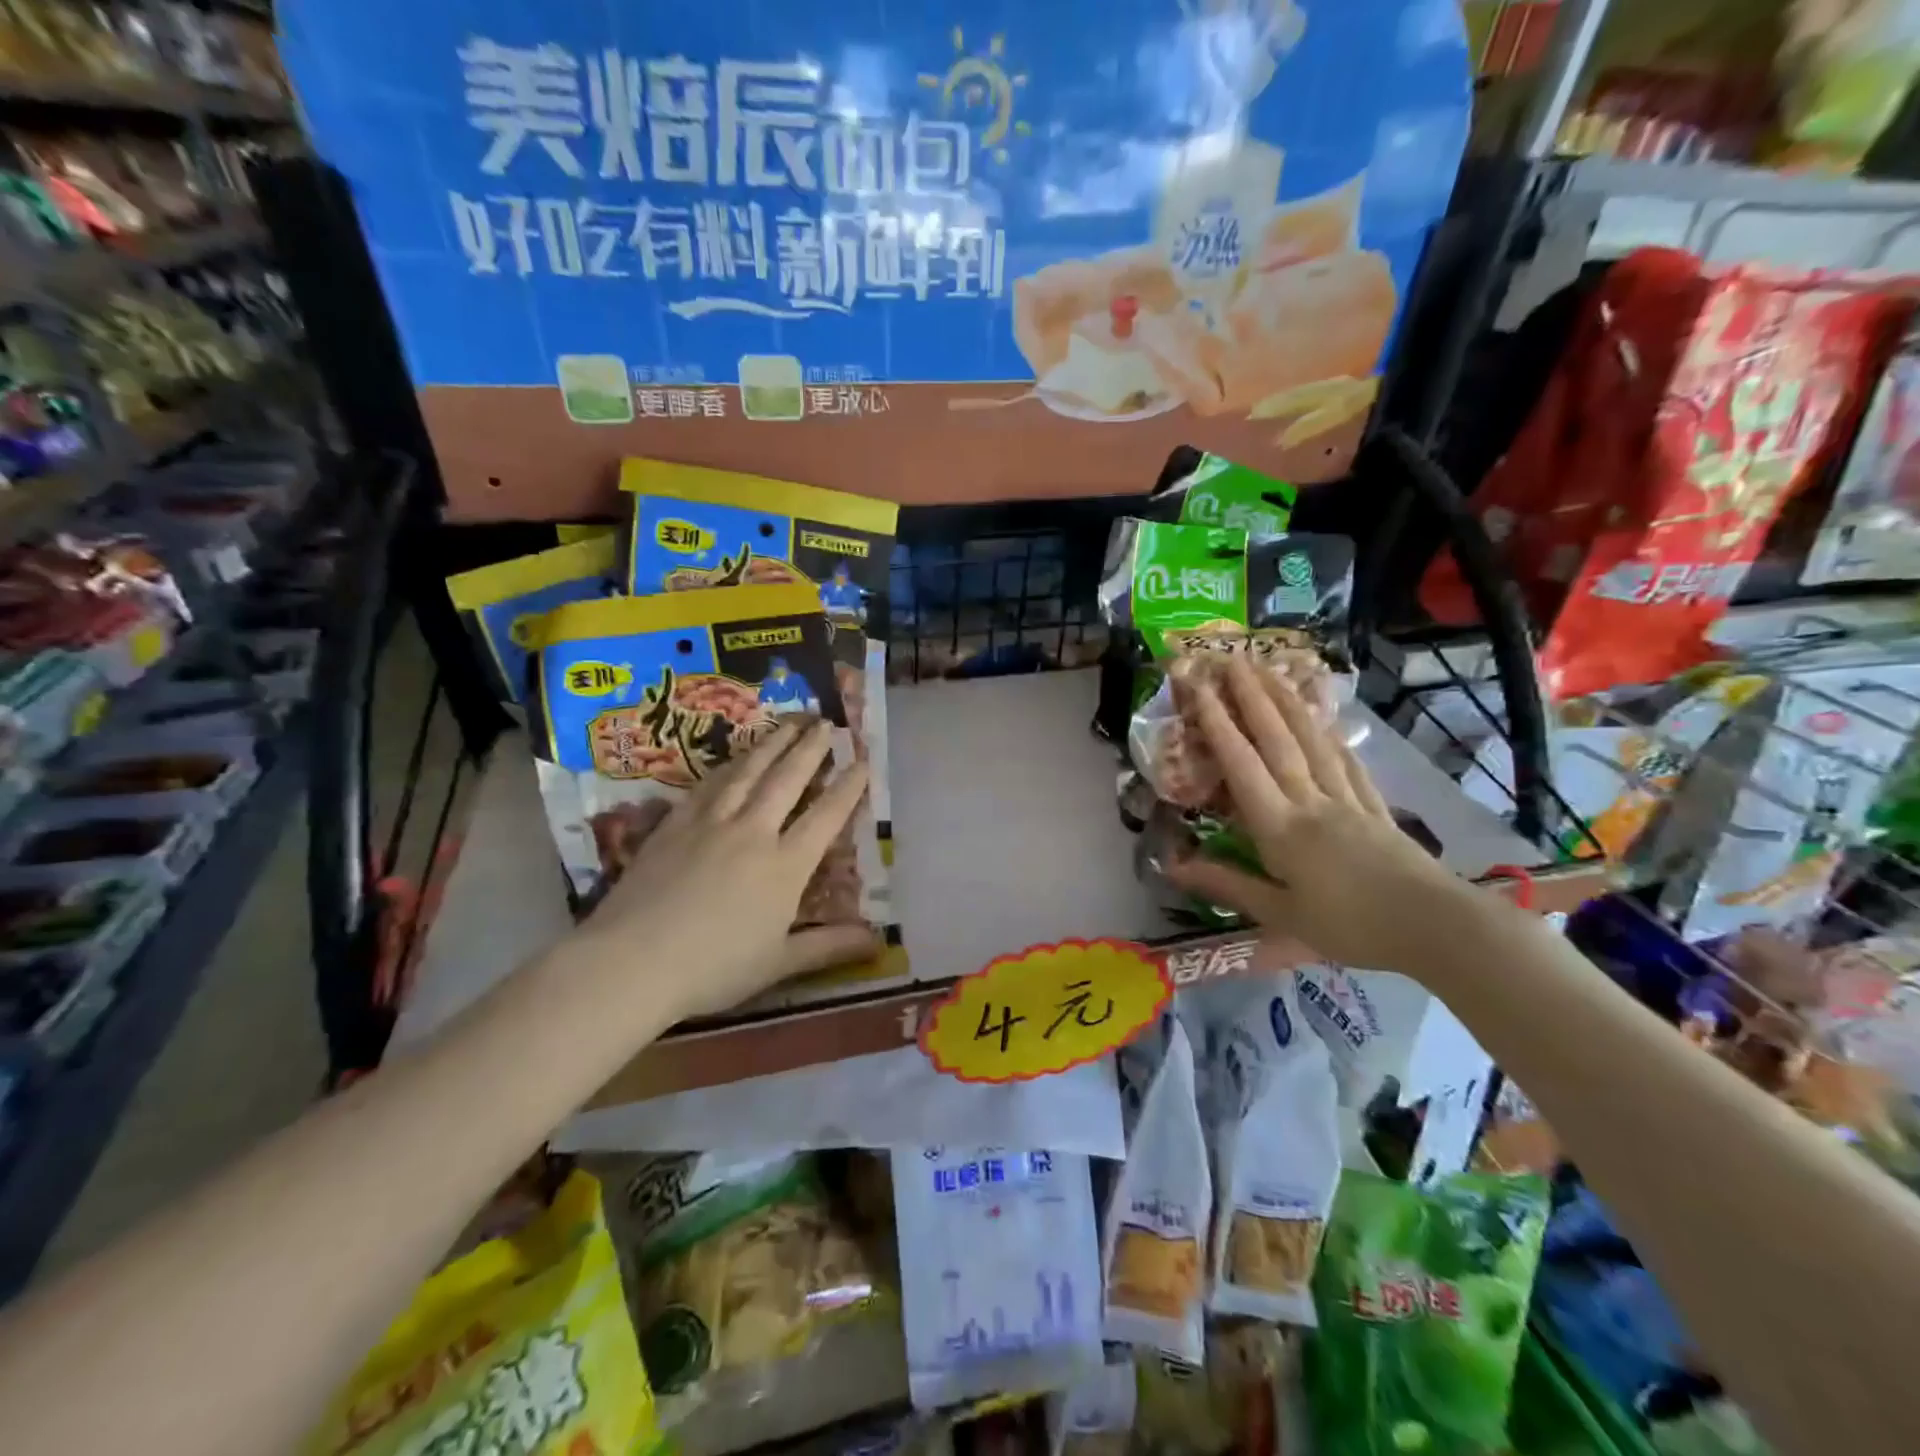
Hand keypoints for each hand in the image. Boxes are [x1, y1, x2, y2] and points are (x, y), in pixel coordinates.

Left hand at [573, 717, 877, 1021]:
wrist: (631, 961)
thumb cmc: (713, 968)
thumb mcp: (779, 963)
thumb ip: (829, 947)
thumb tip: (879, 942)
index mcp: (785, 866)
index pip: (826, 816)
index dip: (848, 787)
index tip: (863, 761)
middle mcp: (753, 832)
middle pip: (787, 780)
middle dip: (811, 749)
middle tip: (825, 722)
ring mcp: (710, 823)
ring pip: (748, 772)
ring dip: (772, 744)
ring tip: (788, 723)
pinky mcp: (674, 825)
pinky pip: (708, 785)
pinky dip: (728, 766)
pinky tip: (733, 759)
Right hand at [1164, 655, 1469, 972]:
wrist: (1436, 927)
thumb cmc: (1351, 926)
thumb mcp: (1281, 915)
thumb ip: (1228, 885)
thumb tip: (1172, 865)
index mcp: (1281, 827)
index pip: (1242, 766)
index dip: (1219, 725)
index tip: (1201, 688)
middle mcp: (1311, 801)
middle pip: (1278, 740)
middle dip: (1253, 697)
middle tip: (1235, 659)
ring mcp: (1347, 800)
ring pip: (1312, 742)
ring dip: (1288, 704)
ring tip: (1271, 672)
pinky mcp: (1375, 808)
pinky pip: (1347, 763)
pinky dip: (1331, 738)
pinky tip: (1326, 722)